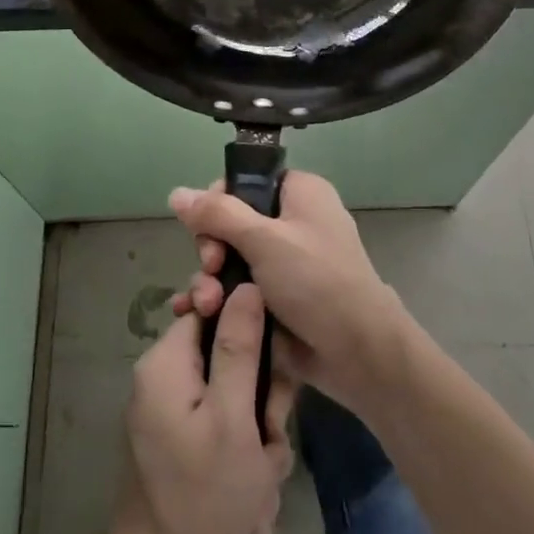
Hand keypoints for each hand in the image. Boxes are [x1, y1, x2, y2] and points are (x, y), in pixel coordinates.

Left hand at [101, 282, 296, 533]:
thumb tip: (245, 284)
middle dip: (257, 386)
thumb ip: (238, 347)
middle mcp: (160, 373)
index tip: (272, 367)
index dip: (250, 328)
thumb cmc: (204, 497)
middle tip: (267, 432)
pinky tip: (254, 473)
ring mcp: (167, 404)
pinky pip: (220, 412)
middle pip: (224, 347)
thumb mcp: (232, 418)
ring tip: (262, 462)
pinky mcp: (177, 431)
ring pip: (230, 383)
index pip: (213, 307)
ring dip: (256, 417)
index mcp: (165, 361)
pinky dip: (242, 436)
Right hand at [168, 172, 411, 415]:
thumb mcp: (264, 240)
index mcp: (299, 194)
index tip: (206, 226)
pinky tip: (193, 315)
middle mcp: (292, 222)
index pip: (246, 182)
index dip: (219, 202)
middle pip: (231, 223)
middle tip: (212, 268)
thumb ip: (218, 214)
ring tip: (205, 305)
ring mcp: (283, 264)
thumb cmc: (316, 281)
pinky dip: (217, 300)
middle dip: (212, 249)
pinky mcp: (275, 299)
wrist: (356, 351)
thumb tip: (176, 192)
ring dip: (210, 280)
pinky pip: (237, 290)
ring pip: (230, 260)